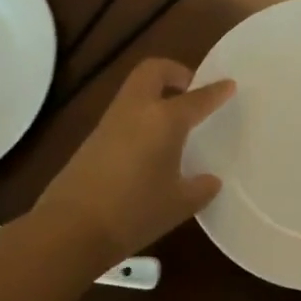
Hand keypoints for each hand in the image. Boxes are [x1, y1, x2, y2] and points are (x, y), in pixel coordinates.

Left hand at [36, 58, 234, 264]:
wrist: (70, 229)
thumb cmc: (135, 212)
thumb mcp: (179, 204)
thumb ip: (200, 188)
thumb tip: (209, 180)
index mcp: (165, 120)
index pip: (197, 98)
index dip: (216, 91)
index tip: (229, 84)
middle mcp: (137, 111)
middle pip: (153, 71)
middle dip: (174, 73)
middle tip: (191, 91)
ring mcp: (110, 123)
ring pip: (135, 91)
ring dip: (155, 95)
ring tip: (174, 121)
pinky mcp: (92, 140)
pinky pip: (123, 115)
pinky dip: (141, 117)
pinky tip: (151, 147)